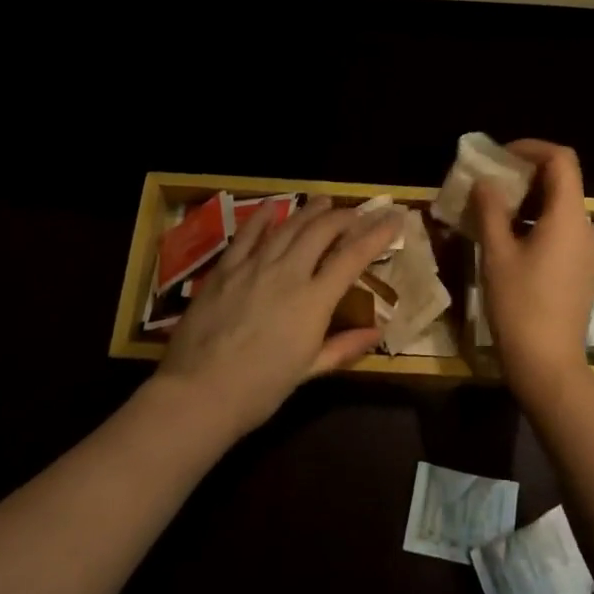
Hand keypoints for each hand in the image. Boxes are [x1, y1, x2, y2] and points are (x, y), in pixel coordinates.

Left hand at [152, 196, 400, 440]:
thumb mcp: (307, 371)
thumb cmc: (260, 390)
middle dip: (344, 216)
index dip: (377, 234)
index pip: (353, 256)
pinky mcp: (225, 269)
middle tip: (357, 212)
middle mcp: (288, 273)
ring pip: (289, 227)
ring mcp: (254, 266)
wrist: (198, 392)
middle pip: (322, 231)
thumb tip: (376, 332)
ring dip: (310, 211)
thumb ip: (343, 347)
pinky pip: (247, 236)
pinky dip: (262, 219)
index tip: (394, 218)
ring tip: (324, 201)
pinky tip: (272, 207)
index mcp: (314, 300)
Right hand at [473, 140, 593, 410]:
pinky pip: (563, 231)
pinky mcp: (584, 270)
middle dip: (525, 175)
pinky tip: (511, 241)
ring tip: (494, 212)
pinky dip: (538, 223)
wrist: (549, 366)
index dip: (532, 148)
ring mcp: (590, 251)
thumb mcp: (497, 254)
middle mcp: (587, 228)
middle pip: (562, 182)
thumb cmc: (520, 306)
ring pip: (561, 208)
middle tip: (490, 184)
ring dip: (529, 201)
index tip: (501, 156)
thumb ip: (490, 210)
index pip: (562, 159)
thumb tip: (485, 182)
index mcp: (569, 217)